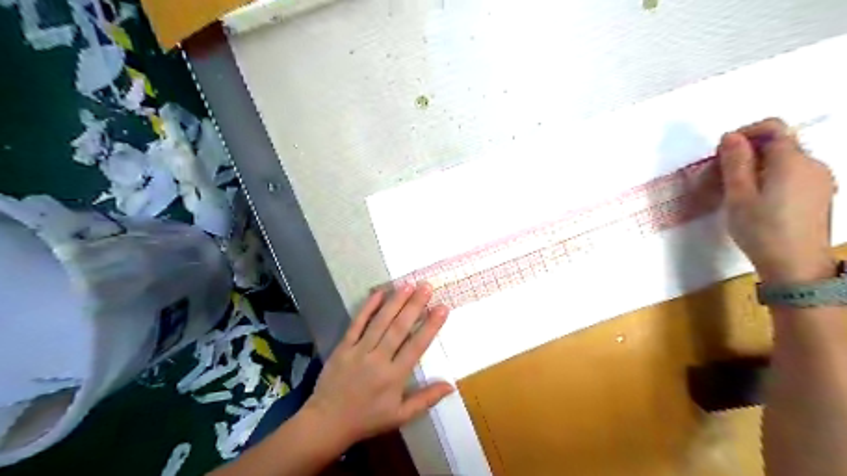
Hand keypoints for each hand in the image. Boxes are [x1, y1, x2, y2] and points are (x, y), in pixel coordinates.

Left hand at [302, 285, 453, 447]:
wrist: (327, 422)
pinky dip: (368, 307)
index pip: (417, 346)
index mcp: (394, 376)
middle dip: (414, 305)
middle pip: (399, 328)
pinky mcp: (343, 346)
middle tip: (426, 286)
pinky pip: (357, 323)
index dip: (431, 326)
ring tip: (408, 285)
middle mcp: (378, 359)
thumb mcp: (400, 416)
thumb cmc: (367, 418)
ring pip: (380, 322)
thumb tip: (451, 386)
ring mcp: (359, 351)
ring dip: (395, 302)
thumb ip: (426, 399)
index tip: (442, 308)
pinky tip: (378, 293)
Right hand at [718, 117, 835, 284]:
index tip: (721, 153)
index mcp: (792, 161)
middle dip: (748, 153)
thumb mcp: (738, 195)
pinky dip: (772, 178)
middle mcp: (813, 163)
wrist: (796, 266)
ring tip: (736, 192)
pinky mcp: (820, 194)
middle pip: (779, 144)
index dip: (744, 133)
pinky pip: (794, 174)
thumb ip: (735, 162)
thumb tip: (730, 136)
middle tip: (721, 176)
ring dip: (758, 167)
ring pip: (785, 160)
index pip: (773, 127)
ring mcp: (821, 180)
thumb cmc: (761, 229)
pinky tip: (757, 201)